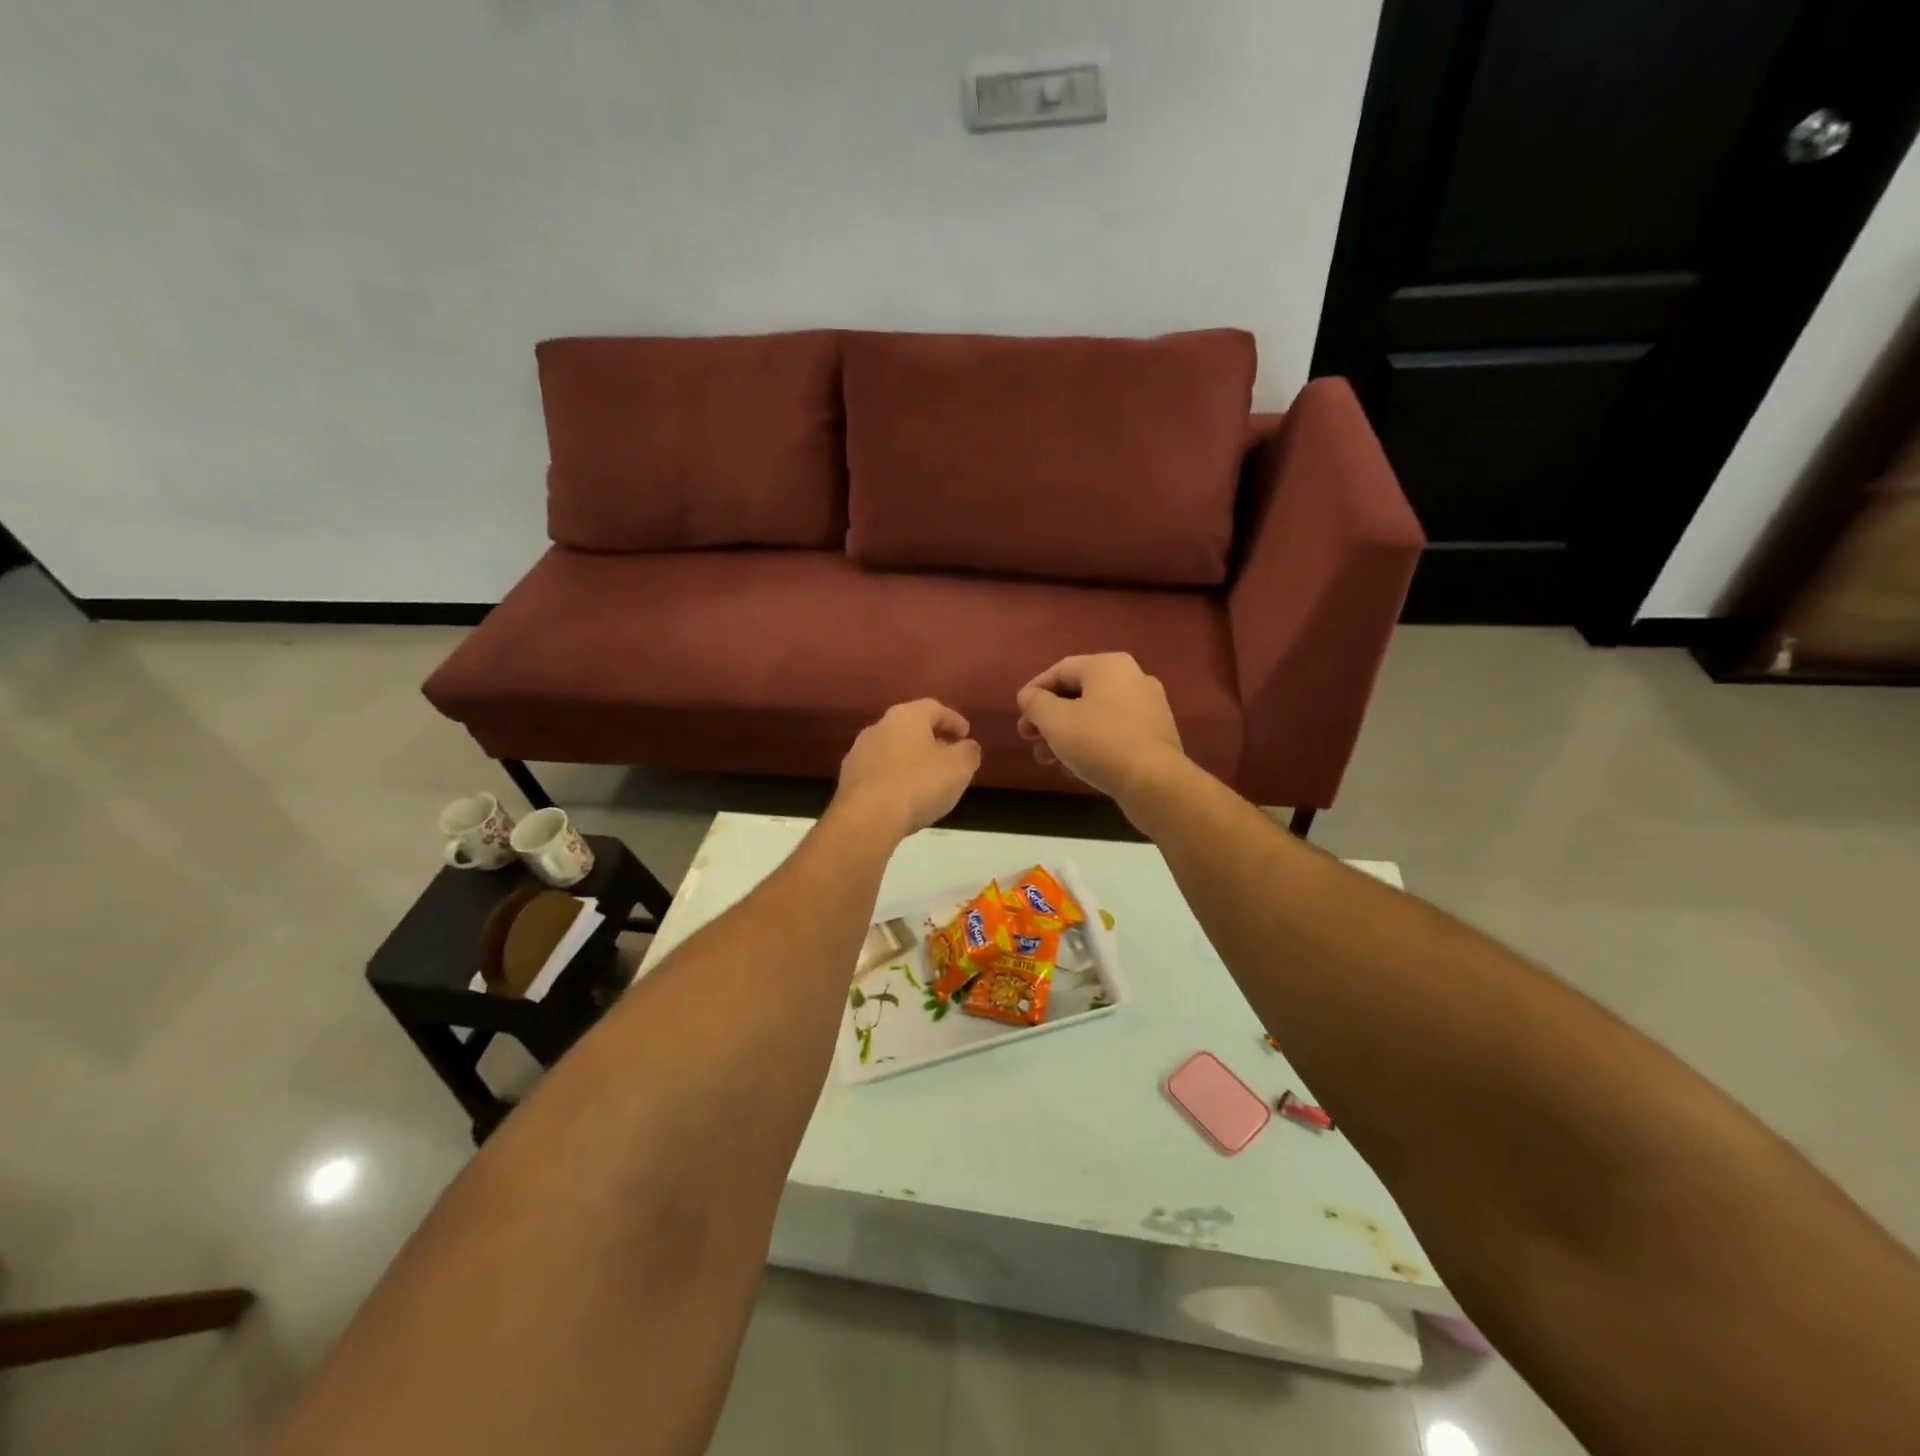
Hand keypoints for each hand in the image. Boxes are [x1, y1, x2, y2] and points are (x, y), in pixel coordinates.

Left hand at [834, 699, 981, 837]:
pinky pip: (879, 772)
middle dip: (932, 740)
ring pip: (893, 750)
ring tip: (927, 780)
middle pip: (911, 727)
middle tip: (949, 757)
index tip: (966, 735)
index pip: (934, 708)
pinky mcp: (848, 779)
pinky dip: (895, 778)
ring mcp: (859, 753)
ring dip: (911, 760)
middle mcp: (878, 727)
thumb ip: (968, 752)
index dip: (953, 720)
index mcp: (906, 716)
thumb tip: (967, 746)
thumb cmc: (919, 784)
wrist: (867, 817)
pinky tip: (904, 796)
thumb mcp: (958, 767)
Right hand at [1016, 653, 1186, 800]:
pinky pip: (1114, 734)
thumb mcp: (1055, 720)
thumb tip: (1030, 697)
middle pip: (1078, 694)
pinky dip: (1091, 745)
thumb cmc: (1099, 741)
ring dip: (1066, 735)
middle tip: (1029, 739)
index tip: (1019, 714)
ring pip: (1095, 716)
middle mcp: (1133, 678)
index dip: (1034, 690)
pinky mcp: (1155, 736)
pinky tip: (1075, 770)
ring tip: (1048, 760)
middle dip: (1049, 718)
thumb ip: (1035, 703)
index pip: (1061, 669)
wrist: (1154, 782)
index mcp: (1109, 666)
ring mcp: (1148, 708)